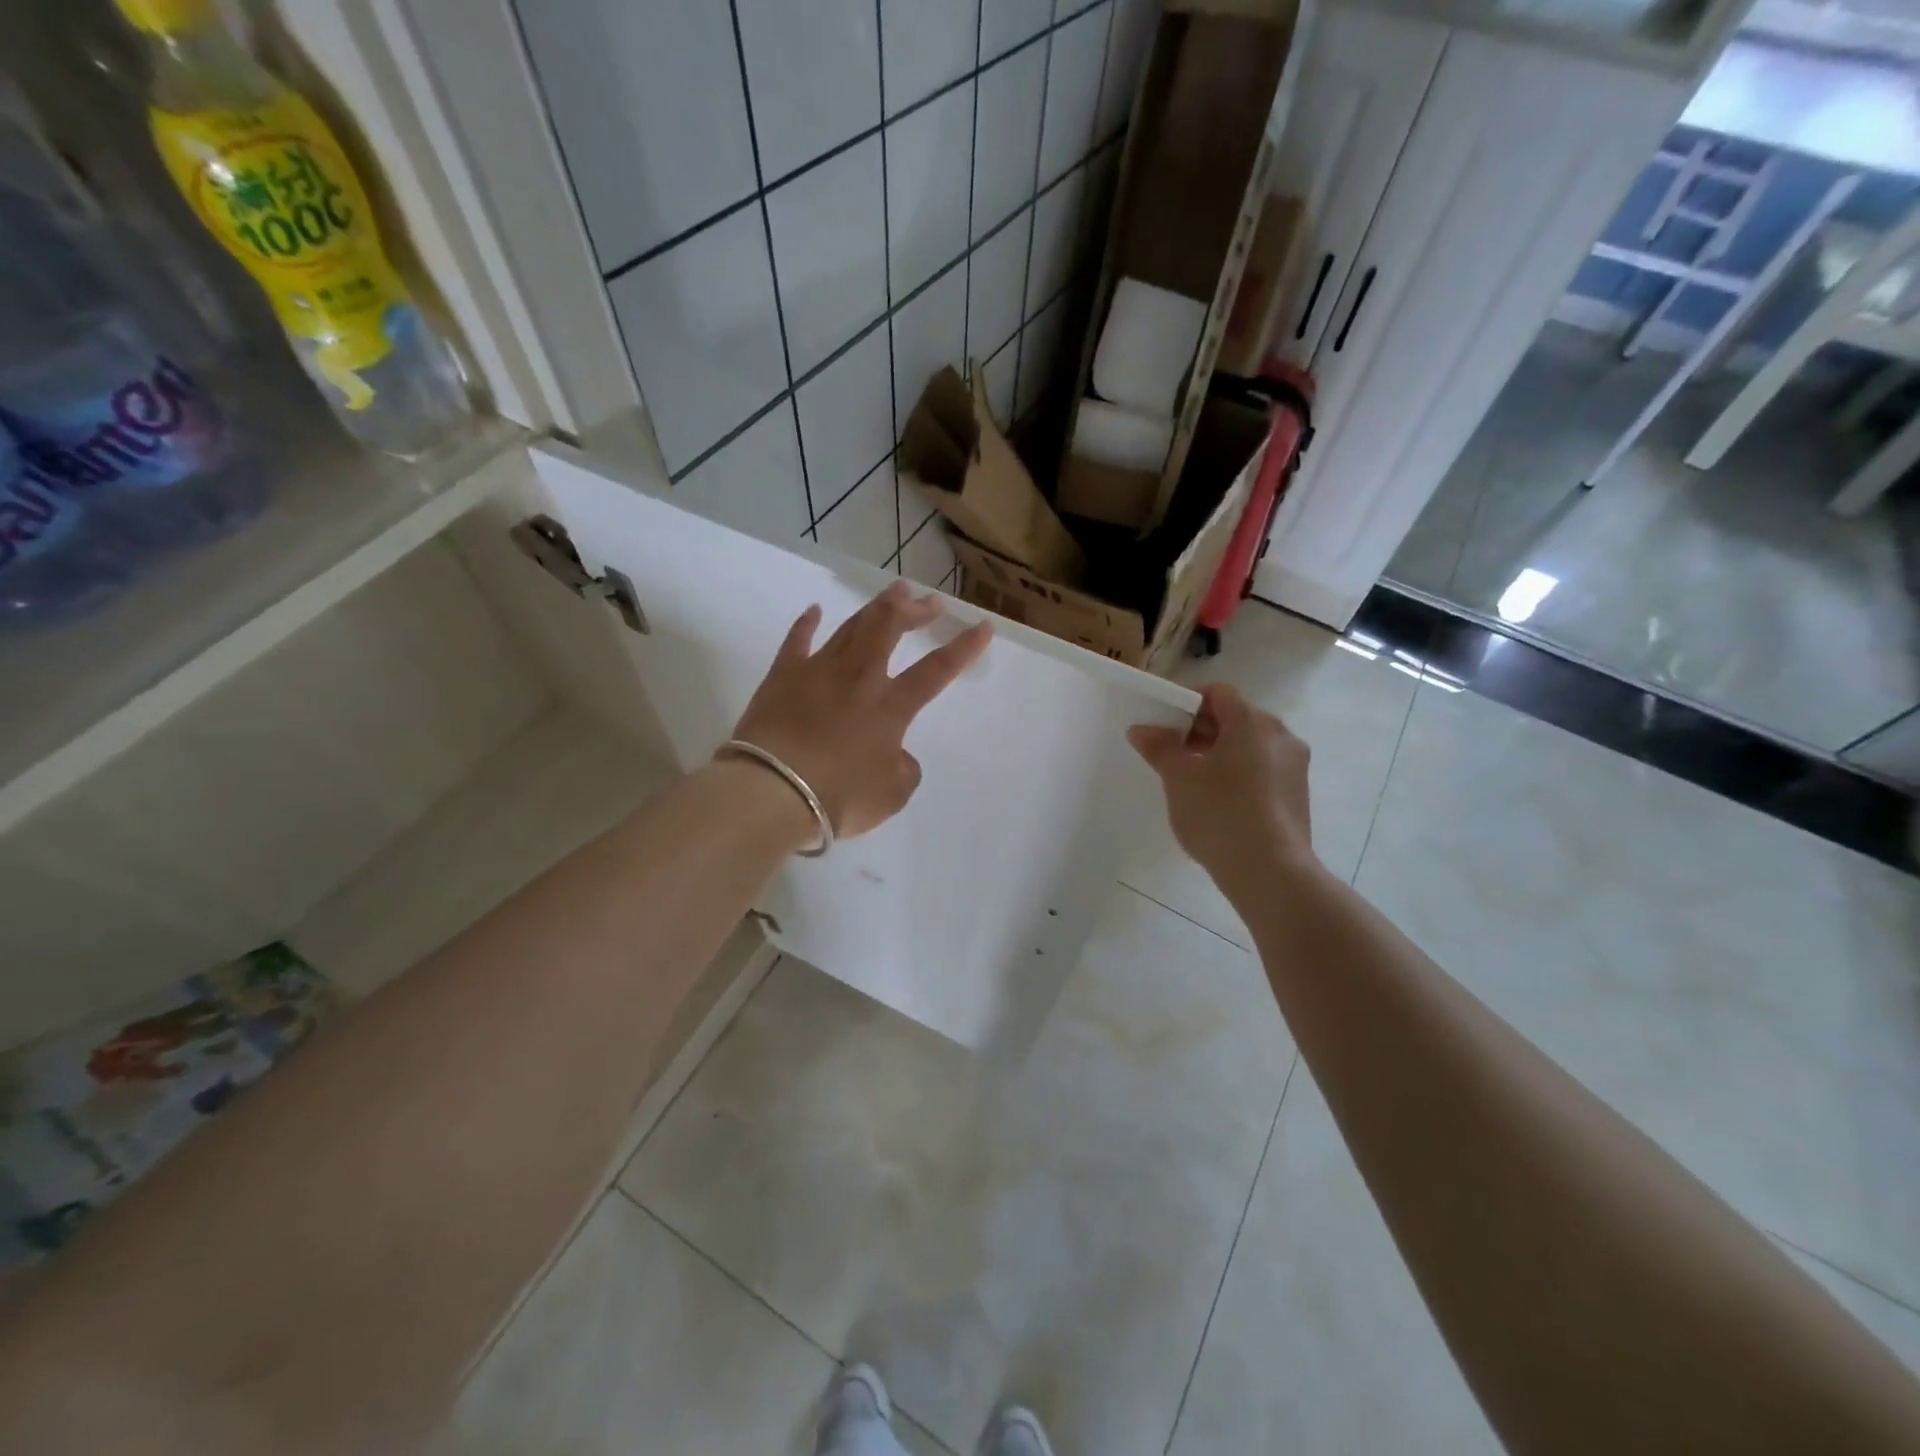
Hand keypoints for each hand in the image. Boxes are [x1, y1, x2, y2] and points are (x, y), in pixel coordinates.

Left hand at [728, 581, 992, 839]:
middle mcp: (859, 678)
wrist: (772, 790)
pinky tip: (814, 610)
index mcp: (891, 707)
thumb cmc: (839, 796)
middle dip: (914, 611)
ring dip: (876, 608)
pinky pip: (797, 641)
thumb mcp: (891, 795)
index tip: (982, 627)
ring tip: (893, 592)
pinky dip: (807, 623)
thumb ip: (904, 770)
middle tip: (929, 600)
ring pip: (852, 628)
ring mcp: (818, 671)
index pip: (936, 671)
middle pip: (890, 630)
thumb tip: (899, 755)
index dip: (963, 649)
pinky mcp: (782, 676)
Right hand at [1127, 684, 1315, 892]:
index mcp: (1252, 722)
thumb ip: (1159, 748)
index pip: (1218, 693)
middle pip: (1236, 718)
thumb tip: (1141, 729)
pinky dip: (1238, 773)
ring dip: (1219, 753)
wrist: (1270, 871)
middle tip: (1171, 751)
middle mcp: (1280, 736)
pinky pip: (1262, 770)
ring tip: (1190, 779)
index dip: (1188, 701)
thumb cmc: (1220, 813)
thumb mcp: (1179, 778)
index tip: (1164, 723)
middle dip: (1201, 730)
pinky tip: (1217, 801)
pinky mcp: (1297, 794)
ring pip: (1250, 746)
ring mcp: (1294, 766)